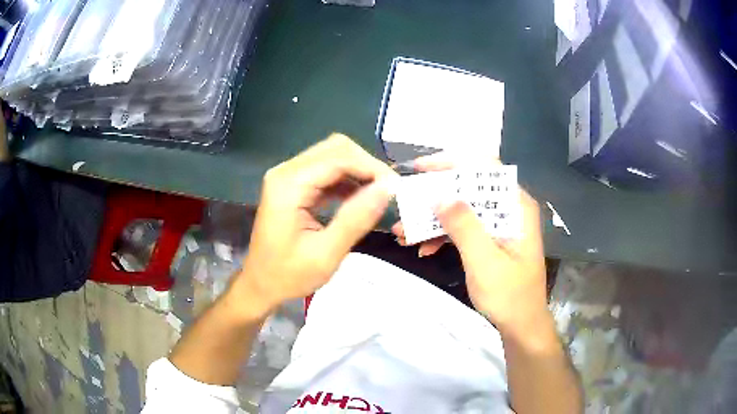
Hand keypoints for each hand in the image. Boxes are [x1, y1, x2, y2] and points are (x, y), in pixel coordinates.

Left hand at [234, 134, 396, 312]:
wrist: (260, 284)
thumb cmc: (288, 275)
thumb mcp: (326, 254)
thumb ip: (356, 219)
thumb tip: (388, 189)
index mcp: (289, 185)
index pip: (339, 158)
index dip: (372, 168)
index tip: (397, 188)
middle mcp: (286, 172)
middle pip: (336, 149)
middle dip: (366, 166)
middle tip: (388, 191)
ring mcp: (288, 176)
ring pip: (333, 156)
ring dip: (358, 172)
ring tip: (379, 195)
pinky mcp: (293, 185)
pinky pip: (325, 171)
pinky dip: (347, 180)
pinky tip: (360, 198)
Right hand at [399, 153, 547, 332]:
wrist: (521, 325)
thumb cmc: (509, 295)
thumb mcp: (484, 261)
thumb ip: (464, 225)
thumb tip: (439, 194)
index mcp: (516, 206)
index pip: (485, 167)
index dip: (452, 162)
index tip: (420, 169)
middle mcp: (509, 209)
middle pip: (468, 188)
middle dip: (434, 197)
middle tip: (406, 204)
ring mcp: (499, 225)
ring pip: (462, 210)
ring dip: (432, 219)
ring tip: (403, 232)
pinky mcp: (489, 240)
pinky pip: (463, 228)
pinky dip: (442, 235)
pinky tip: (421, 248)